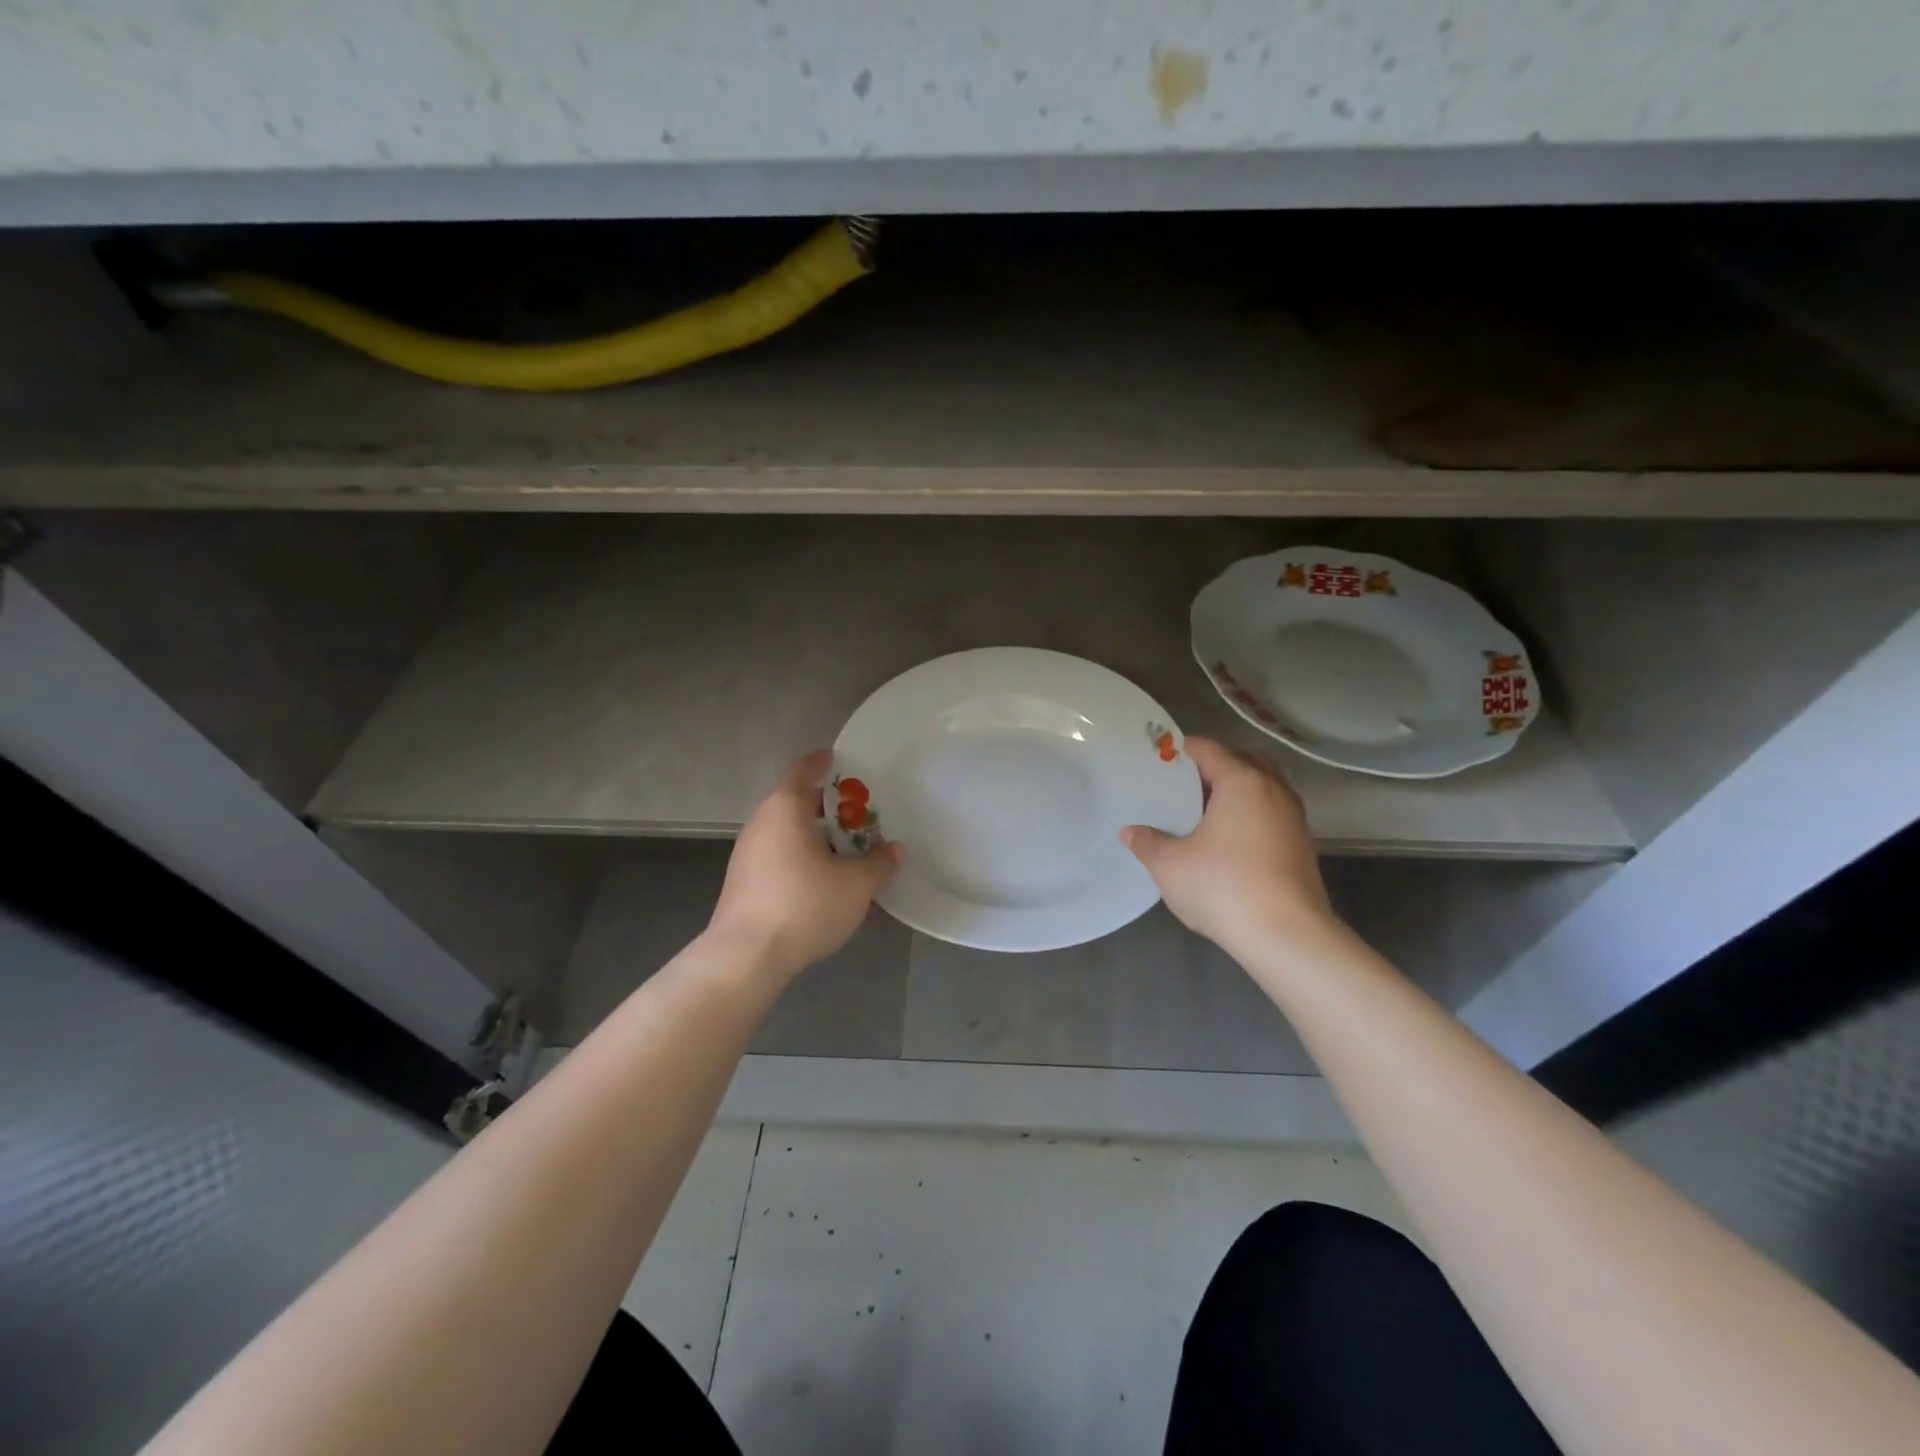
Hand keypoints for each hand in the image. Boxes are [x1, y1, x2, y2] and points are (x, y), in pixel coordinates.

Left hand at [709, 750, 902, 980]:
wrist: (747, 956)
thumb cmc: (804, 904)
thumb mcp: (856, 885)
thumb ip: (880, 863)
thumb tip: (895, 849)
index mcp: (785, 809)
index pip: (803, 770)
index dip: (822, 762)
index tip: (838, 759)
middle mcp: (762, 824)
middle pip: (796, 803)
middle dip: (827, 807)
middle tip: (859, 814)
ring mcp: (747, 855)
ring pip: (787, 834)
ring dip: (816, 837)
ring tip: (847, 852)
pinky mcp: (743, 884)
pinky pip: (779, 858)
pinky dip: (802, 860)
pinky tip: (824, 883)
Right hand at [1122, 738, 1335, 958]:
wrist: (1286, 936)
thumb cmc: (1223, 887)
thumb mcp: (1170, 865)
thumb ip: (1147, 843)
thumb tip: (1130, 832)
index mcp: (1242, 782)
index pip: (1210, 750)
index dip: (1183, 748)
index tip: (1160, 756)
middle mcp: (1273, 790)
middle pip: (1244, 761)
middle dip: (1216, 765)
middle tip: (1185, 782)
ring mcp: (1293, 818)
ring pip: (1263, 788)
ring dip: (1237, 790)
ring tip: (1205, 811)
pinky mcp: (1302, 846)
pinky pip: (1272, 813)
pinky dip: (1251, 814)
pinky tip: (1229, 840)